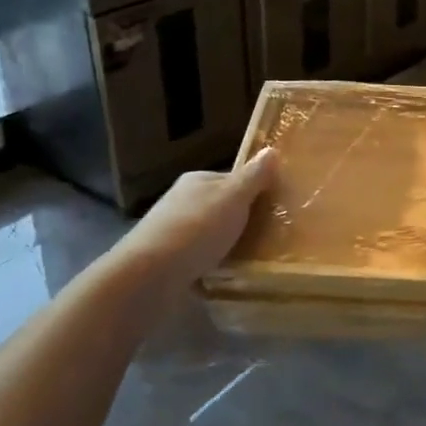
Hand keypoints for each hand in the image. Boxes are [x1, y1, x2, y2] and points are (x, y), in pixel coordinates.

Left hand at [101, 148, 279, 296]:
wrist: (149, 275)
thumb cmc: (197, 228)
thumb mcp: (233, 197)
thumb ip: (254, 176)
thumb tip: (271, 150)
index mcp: (196, 181)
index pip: (231, 179)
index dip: (254, 190)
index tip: (275, 207)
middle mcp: (182, 202)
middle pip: (220, 207)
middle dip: (241, 219)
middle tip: (271, 235)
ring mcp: (171, 232)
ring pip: (209, 233)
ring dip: (227, 244)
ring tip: (254, 259)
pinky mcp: (167, 261)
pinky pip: (199, 258)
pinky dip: (213, 264)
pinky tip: (227, 276)